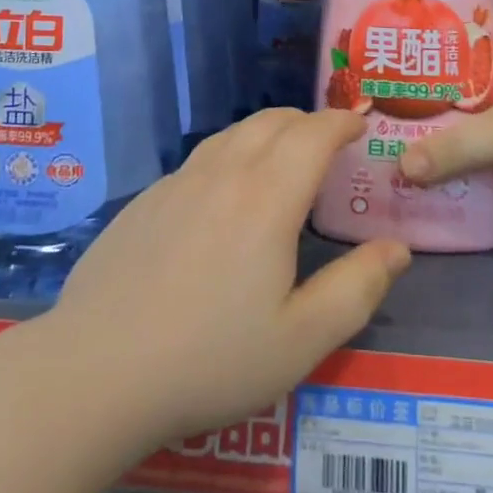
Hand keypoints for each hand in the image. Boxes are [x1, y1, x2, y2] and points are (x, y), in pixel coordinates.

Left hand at [48, 109, 411, 445]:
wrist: (96, 371)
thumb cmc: (210, 360)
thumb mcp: (302, 340)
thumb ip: (357, 289)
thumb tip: (396, 248)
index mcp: (266, 199)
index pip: (312, 135)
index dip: (340, 122)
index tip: (358, 126)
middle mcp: (221, 175)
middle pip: (270, 122)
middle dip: (306, 121)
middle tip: (326, 141)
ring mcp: (176, 184)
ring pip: (230, 135)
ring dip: (265, 132)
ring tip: (280, 156)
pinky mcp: (144, 203)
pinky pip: (198, 160)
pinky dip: (228, 155)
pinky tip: (222, 192)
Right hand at [399, 30, 492, 219]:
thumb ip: (454, 150)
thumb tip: (399, 170)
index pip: (468, 55)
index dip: (438, 65)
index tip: (401, 79)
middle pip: (481, 110)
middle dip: (447, 128)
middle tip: (400, 143)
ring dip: (478, 168)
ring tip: (428, 184)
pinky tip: (481, 219)